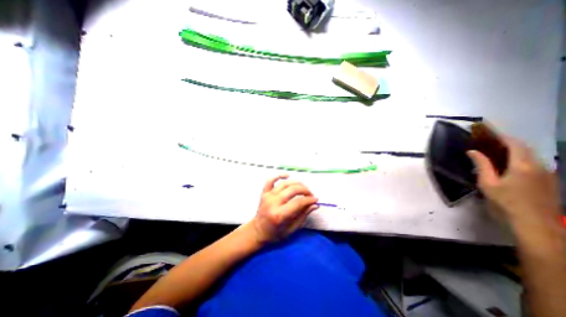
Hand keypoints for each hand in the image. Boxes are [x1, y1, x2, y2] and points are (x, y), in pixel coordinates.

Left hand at [250, 174, 316, 243]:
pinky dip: (279, 176)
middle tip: (310, 194)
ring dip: (296, 183)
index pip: (298, 202)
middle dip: (305, 190)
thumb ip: (303, 215)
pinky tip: (287, 176)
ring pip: (284, 183)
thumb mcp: (291, 229)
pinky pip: (270, 180)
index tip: (315, 199)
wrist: (258, 231)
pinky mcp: (264, 193)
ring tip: (303, 187)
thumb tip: (314, 205)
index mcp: (279, 215)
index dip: (309, 200)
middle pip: (292, 190)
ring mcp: (267, 196)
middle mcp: (273, 203)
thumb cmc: (275, 233)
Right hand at [469, 138, 559, 223]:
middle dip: (507, 141)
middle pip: (524, 147)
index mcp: (523, 165)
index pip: (514, 144)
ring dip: (514, 149)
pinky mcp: (548, 180)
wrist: (536, 223)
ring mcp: (546, 173)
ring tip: (496, 150)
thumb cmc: (506, 201)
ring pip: (530, 155)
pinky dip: (520, 158)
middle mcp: (539, 165)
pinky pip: (533, 162)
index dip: (501, 136)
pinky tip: (509, 163)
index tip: (488, 131)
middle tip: (489, 140)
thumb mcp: (488, 183)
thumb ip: (481, 165)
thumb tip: (473, 151)